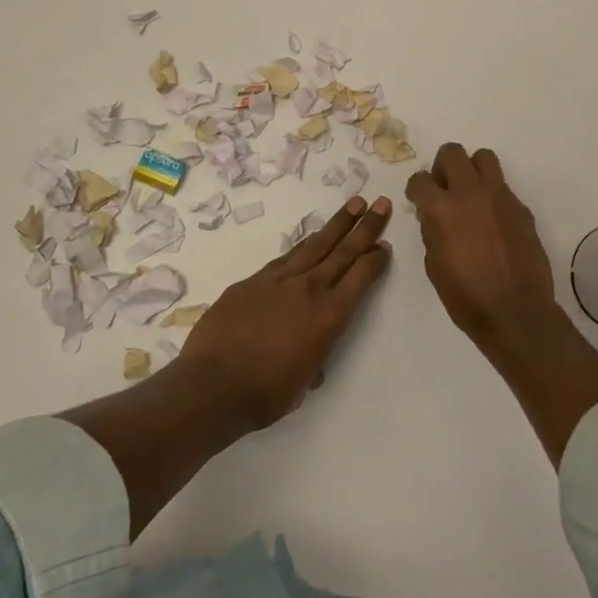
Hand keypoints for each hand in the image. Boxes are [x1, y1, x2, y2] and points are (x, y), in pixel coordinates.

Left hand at [181, 195, 393, 429]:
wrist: (213, 384)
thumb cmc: (265, 394)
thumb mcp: (304, 382)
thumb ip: (314, 359)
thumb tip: (311, 356)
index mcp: (329, 316)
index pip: (361, 277)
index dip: (376, 259)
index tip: (385, 245)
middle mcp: (309, 289)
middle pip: (343, 250)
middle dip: (365, 226)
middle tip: (381, 202)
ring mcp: (279, 280)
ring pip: (315, 244)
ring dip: (337, 224)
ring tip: (353, 204)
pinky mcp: (253, 280)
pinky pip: (286, 256)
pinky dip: (303, 245)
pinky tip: (309, 240)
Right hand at [406, 144, 557, 353]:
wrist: (515, 311)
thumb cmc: (466, 296)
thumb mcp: (434, 264)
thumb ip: (432, 231)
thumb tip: (435, 217)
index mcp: (441, 209)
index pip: (420, 179)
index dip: (416, 189)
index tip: (418, 199)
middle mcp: (470, 193)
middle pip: (452, 153)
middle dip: (443, 167)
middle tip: (444, 188)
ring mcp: (500, 197)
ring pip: (484, 158)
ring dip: (472, 170)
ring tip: (471, 194)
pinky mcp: (521, 208)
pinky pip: (503, 188)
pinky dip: (493, 196)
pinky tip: (493, 223)